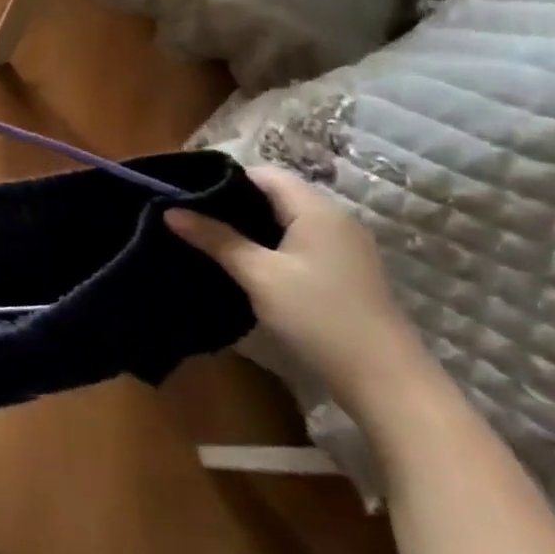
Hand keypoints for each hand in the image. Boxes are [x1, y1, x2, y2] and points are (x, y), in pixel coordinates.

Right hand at [164, 166, 436, 422]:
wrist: (384, 380)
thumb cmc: (318, 316)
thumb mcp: (258, 275)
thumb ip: (215, 238)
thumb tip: (170, 210)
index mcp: (316, 209)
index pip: (263, 174)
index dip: (223, 178)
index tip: (185, 192)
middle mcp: (334, 219)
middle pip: (275, 193)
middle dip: (231, 201)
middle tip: (189, 215)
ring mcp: (343, 246)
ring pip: (285, 219)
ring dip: (248, 224)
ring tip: (207, 236)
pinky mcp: (343, 270)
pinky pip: (297, 240)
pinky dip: (267, 242)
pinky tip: (243, 262)